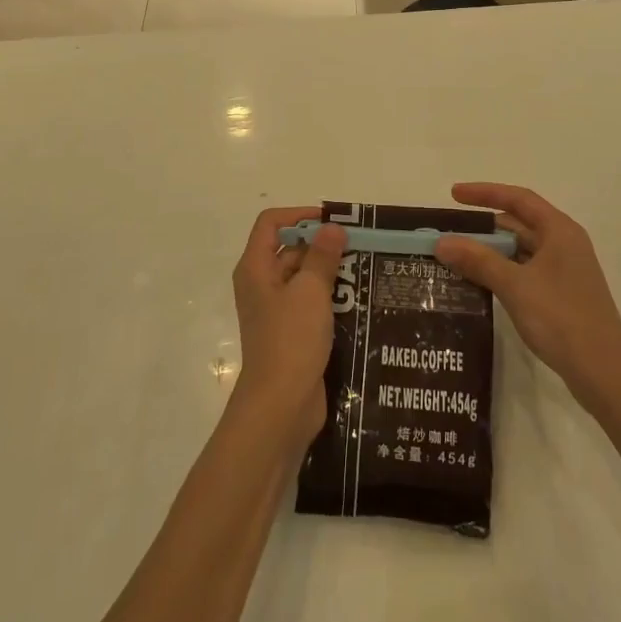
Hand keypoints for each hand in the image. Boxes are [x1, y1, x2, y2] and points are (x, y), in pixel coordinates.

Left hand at [229, 207, 346, 454]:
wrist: (280, 407)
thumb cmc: (291, 340)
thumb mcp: (310, 291)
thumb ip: (322, 255)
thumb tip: (332, 228)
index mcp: (256, 268)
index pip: (271, 223)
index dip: (299, 215)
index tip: (330, 220)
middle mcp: (261, 285)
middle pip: (289, 248)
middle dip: (321, 244)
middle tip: (358, 245)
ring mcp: (276, 311)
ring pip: (303, 277)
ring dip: (329, 272)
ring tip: (364, 269)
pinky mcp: (291, 334)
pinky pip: (310, 304)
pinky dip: (330, 298)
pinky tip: (358, 300)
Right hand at [433, 183, 620, 418]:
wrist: (605, 374)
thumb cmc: (561, 318)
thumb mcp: (515, 286)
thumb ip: (478, 260)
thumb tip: (441, 242)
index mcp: (559, 230)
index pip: (518, 198)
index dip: (484, 192)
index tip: (454, 195)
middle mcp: (565, 244)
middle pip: (519, 223)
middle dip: (484, 227)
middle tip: (450, 233)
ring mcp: (566, 271)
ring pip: (522, 249)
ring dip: (492, 252)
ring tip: (458, 258)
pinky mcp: (563, 295)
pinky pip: (526, 271)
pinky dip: (503, 271)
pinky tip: (481, 284)